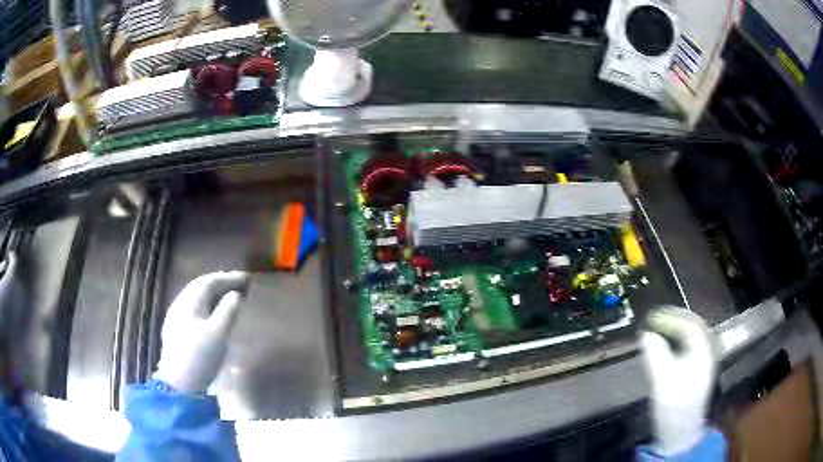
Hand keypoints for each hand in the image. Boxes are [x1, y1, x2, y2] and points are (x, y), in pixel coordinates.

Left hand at [153, 271, 248, 393]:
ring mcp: (176, 319)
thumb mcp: (218, 334)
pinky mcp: (177, 332)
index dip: (228, 278)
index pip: (208, 282)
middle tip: (239, 284)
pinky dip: (208, 305)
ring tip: (229, 296)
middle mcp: (179, 306)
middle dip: (220, 283)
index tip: (247, 278)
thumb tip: (236, 295)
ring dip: (213, 294)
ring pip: (196, 299)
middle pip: (200, 287)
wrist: (179, 386)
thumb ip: (228, 311)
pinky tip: (213, 313)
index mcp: (188, 303)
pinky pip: (195, 309)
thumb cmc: (200, 358)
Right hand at [641, 307, 717, 455]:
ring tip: (657, 330)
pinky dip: (675, 344)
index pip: (690, 324)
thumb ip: (655, 355)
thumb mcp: (663, 381)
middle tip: (653, 321)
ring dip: (674, 332)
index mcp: (703, 351)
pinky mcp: (695, 373)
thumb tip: (646, 335)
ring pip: (689, 339)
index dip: (671, 317)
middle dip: (673, 322)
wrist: (681, 434)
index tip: (651, 317)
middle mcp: (705, 353)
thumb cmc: (674, 407)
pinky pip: (687, 349)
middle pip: (692, 328)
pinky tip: (664, 348)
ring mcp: (701, 363)